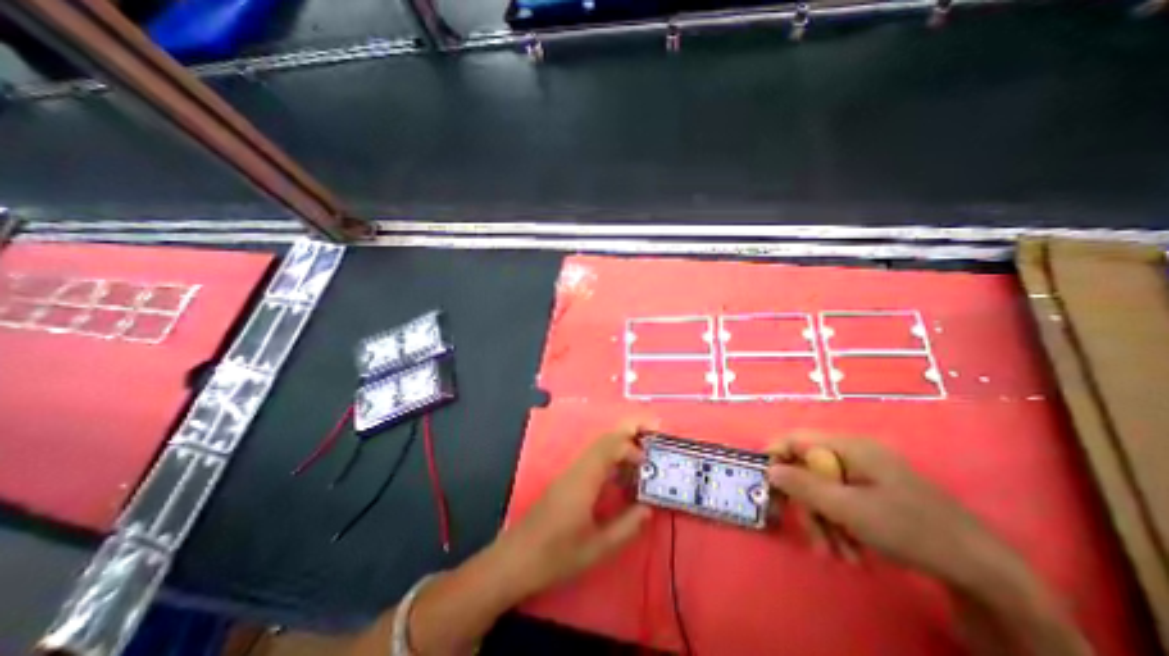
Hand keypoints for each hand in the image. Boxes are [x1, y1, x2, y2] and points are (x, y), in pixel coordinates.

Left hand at [494, 421, 653, 594]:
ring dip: (621, 443)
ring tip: (643, 455)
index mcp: (584, 479)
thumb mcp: (597, 548)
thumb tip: (648, 507)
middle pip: (605, 438)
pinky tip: (621, 476)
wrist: (515, 559)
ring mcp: (571, 472)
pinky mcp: (567, 481)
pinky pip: (593, 459)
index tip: (649, 464)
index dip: (633, 447)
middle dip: (629, 429)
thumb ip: (626, 526)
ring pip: (598, 446)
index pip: (610, 446)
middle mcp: (577, 468)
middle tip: (654, 430)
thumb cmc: (555, 555)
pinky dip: (611, 458)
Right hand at [770, 433, 1015, 586]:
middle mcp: (855, 455)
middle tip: (816, 539)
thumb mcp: (849, 509)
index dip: (777, 457)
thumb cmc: (910, 530)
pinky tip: (854, 552)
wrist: (984, 571)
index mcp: (849, 447)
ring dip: (825, 523)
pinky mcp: (877, 495)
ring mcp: (868, 475)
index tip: (768, 485)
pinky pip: (843, 503)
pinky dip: (842, 527)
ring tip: (839, 555)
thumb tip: (769, 469)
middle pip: (809, 470)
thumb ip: (803, 486)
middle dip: (808, 506)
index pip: (796, 440)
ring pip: (825, 491)